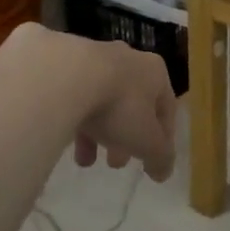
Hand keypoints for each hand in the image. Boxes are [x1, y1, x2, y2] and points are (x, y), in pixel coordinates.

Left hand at [69, 37, 177, 182]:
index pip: (166, 109)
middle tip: (116, 164)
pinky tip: (64, 141)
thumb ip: (159, 157)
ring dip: (98, 133)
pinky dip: (74, 118)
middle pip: (133, 106)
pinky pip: (75, 97)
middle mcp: (129, 59)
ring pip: (102, 102)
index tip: (151, 162)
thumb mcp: (147, 141)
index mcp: (155, 72)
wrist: (66, 77)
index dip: (162, 139)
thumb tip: (164, 172)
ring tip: (85, 162)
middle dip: (126, 139)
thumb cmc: (120, 106)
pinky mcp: (63, 62)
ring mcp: (94, 58)